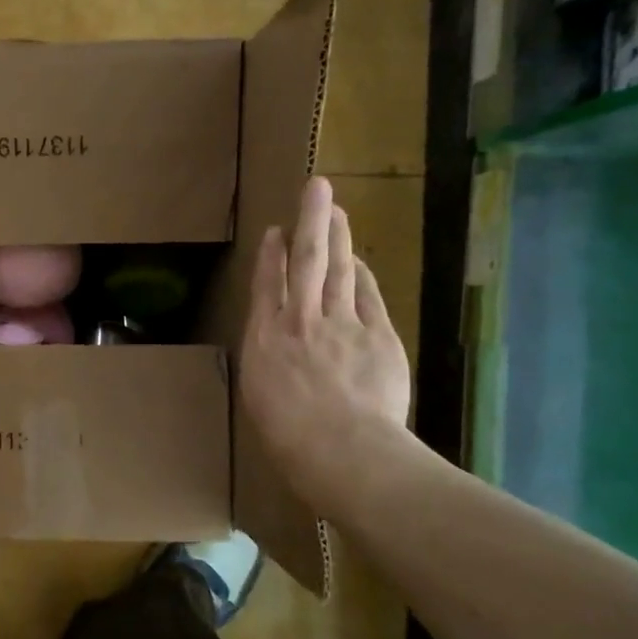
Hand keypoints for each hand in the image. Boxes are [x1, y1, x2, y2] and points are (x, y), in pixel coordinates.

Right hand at [240, 177, 412, 516]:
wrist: (342, 450)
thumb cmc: (289, 438)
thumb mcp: (260, 398)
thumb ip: (267, 362)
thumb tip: (274, 345)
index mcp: (264, 341)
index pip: (266, 286)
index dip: (271, 255)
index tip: (275, 231)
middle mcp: (299, 322)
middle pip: (305, 262)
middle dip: (310, 221)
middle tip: (316, 187)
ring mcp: (341, 324)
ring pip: (337, 269)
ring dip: (337, 236)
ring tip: (336, 209)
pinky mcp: (377, 335)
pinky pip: (367, 296)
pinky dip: (361, 274)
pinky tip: (357, 260)